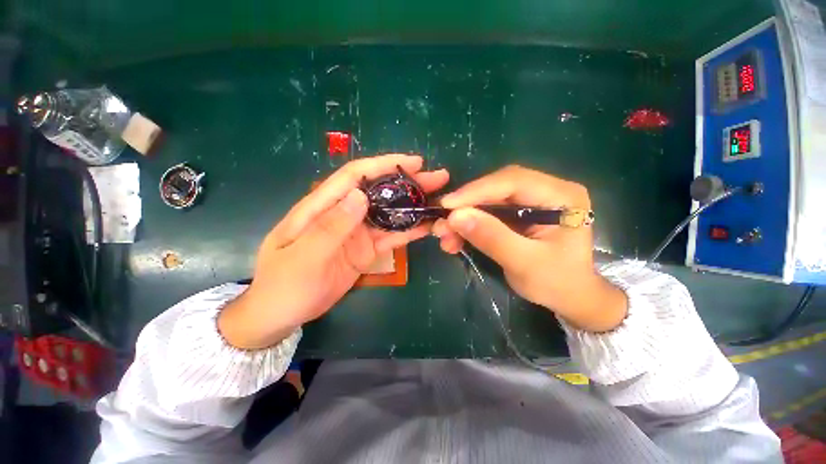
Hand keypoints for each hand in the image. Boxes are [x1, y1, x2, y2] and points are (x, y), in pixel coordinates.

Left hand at [219, 154, 448, 348]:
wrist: (282, 314)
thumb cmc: (284, 285)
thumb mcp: (304, 257)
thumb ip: (331, 226)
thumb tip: (359, 195)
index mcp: (322, 207)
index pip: (355, 176)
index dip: (384, 165)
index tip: (414, 162)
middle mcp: (343, 214)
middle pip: (378, 192)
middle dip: (407, 183)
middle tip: (438, 179)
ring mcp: (357, 233)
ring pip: (389, 214)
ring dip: (413, 206)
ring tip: (439, 201)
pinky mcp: (366, 250)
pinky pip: (390, 237)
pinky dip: (408, 232)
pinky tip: (427, 227)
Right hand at [433, 165, 626, 331]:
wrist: (570, 297)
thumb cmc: (558, 282)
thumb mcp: (525, 263)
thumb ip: (492, 238)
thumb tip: (455, 216)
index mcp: (560, 195)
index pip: (512, 181)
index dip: (476, 191)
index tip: (447, 205)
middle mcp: (544, 190)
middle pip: (495, 188)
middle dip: (465, 207)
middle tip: (442, 225)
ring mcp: (529, 201)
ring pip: (486, 201)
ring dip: (463, 218)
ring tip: (445, 237)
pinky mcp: (517, 213)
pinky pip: (486, 213)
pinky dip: (468, 226)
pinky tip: (455, 240)